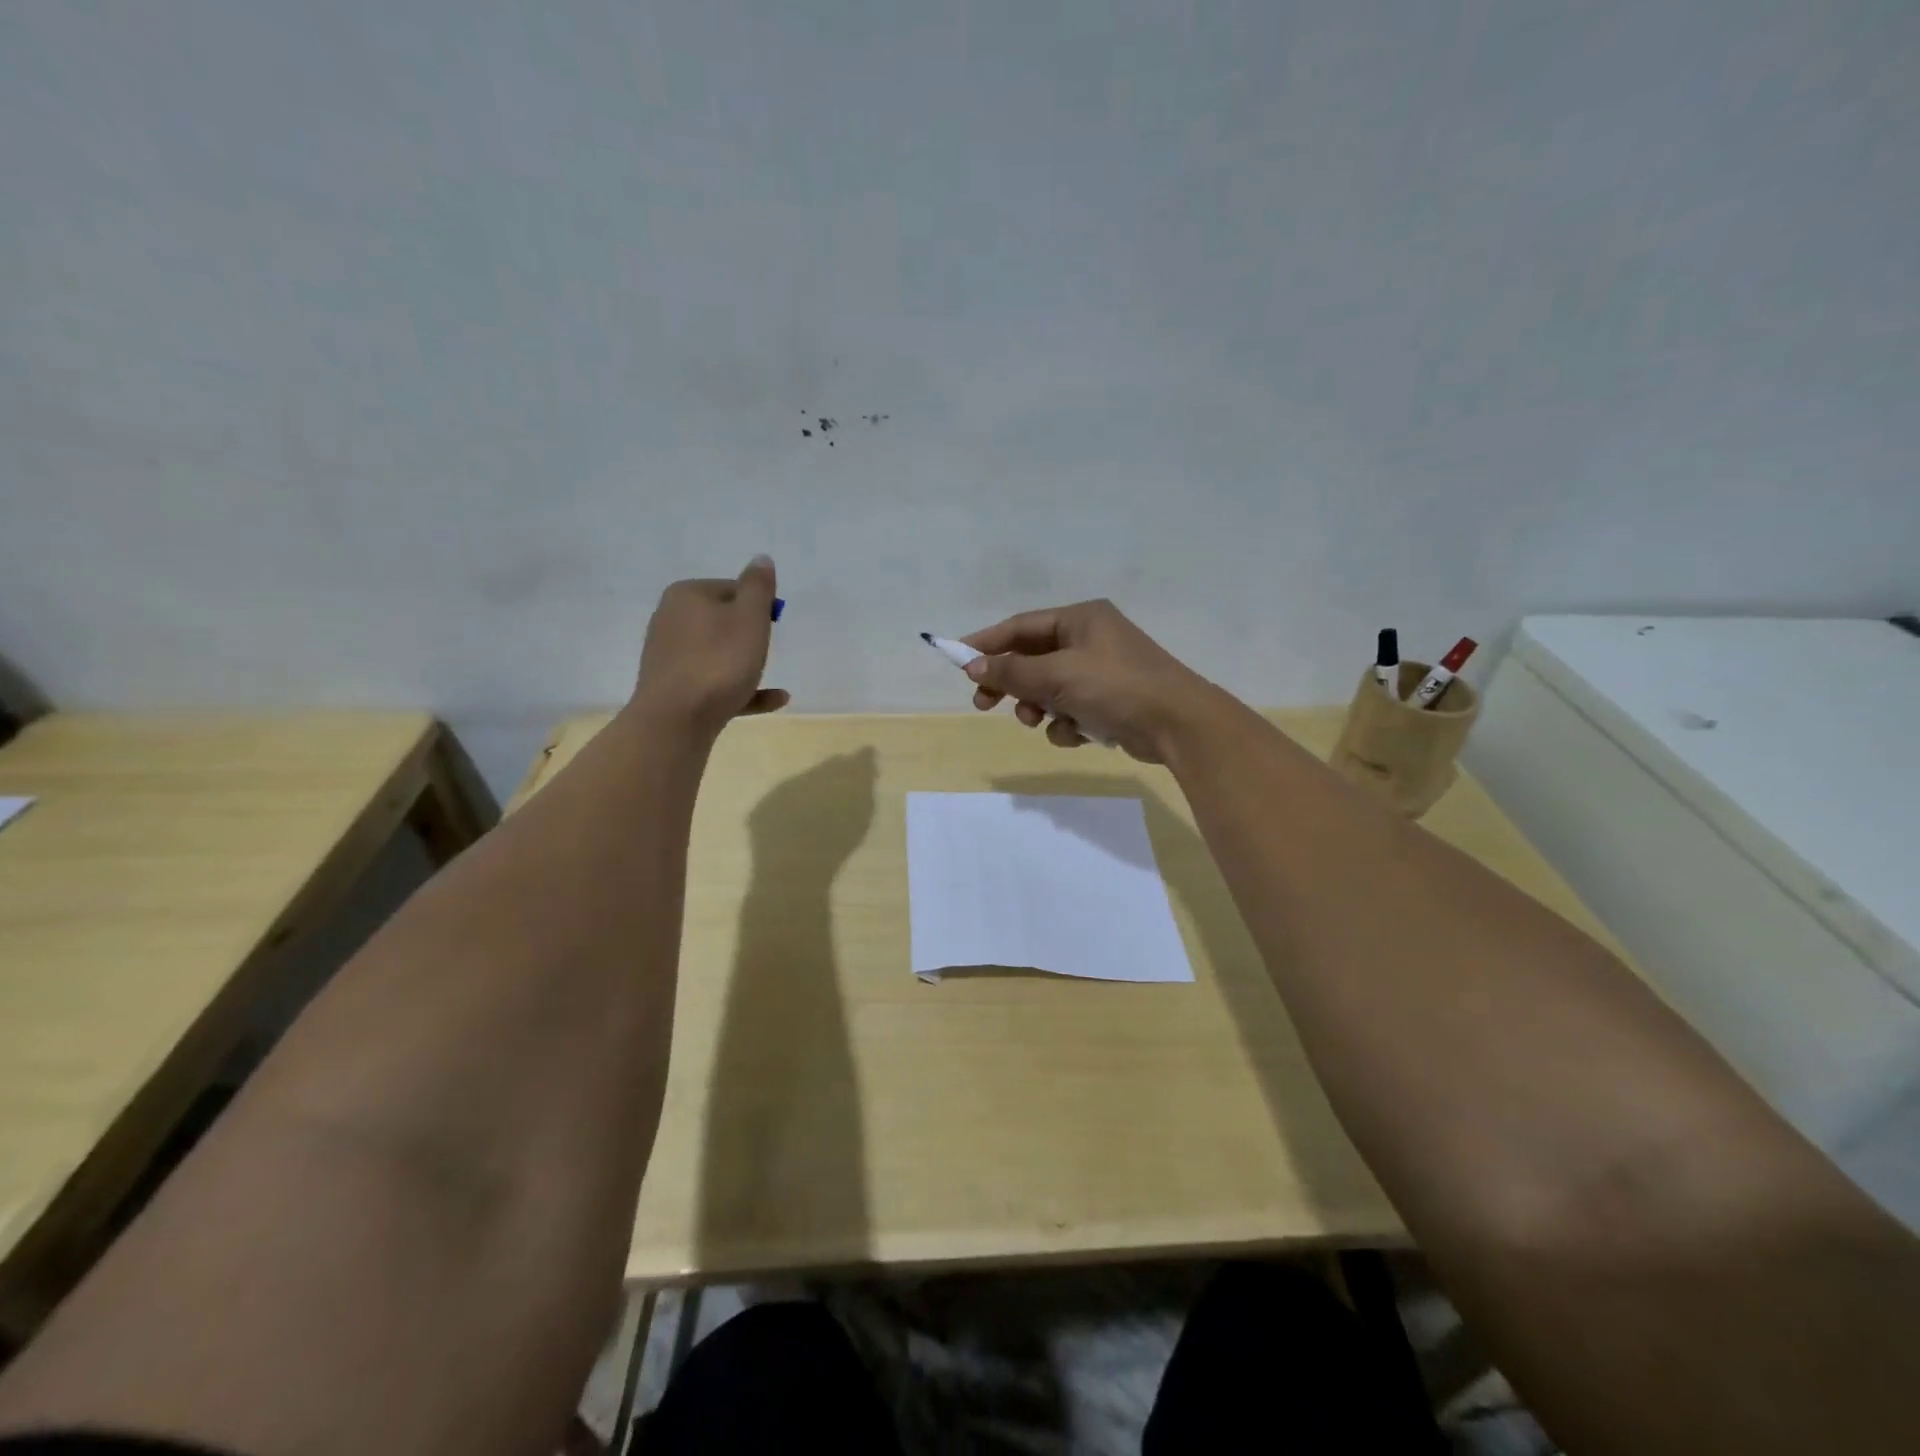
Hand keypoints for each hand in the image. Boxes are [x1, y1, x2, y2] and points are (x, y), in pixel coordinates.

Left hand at [633, 555, 789, 734]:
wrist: (676, 720)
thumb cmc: (719, 661)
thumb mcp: (749, 618)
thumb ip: (758, 587)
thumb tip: (761, 559)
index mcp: (686, 595)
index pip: (731, 588)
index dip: (757, 605)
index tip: (773, 624)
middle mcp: (671, 620)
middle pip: (721, 620)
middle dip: (748, 634)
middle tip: (768, 649)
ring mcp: (669, 657)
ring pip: (717, 654)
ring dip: (745, 663)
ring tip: (770, 676)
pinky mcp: (674, 689)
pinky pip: (715, 684)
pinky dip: (742, 689)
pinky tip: (774, 700)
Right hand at [960, 599, 1224, 762]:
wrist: (1177, 724)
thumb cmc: (1115, 687)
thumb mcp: (1057, 675)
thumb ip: (1012, 671)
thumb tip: (972, 665)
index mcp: (1080, 619)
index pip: (1021, 626)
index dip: (987, 642)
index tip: (958, 660)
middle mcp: (1090, 639)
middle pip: (1033, 658)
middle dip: (1010, 683)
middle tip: (983, 703)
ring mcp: (1101, 672)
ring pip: (1049, 689)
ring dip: (1037, 707)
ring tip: (1035, 721)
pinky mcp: (1109, 702)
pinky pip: (1070, 710)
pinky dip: (1066, 724)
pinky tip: (1076, 734)